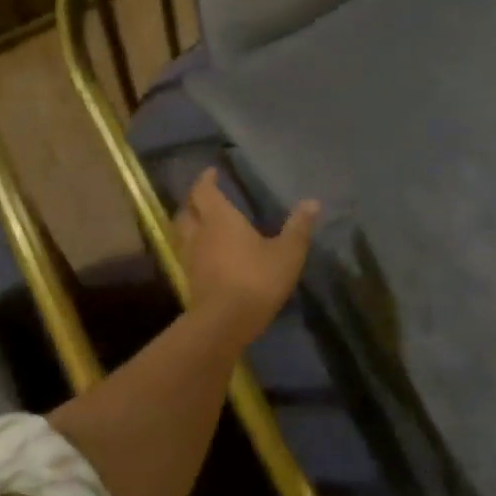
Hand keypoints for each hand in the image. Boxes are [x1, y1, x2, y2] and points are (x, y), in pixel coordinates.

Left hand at [174, 168, 319, 345]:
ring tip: (202, 223)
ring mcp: (190, 258)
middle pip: (186, 210)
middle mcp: (199, 233)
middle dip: (193, 200)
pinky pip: (187, 254)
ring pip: (182, 233)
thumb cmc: (256, 279)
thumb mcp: (287, 253)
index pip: (204, 191)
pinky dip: (194, 247)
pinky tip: (207, 254)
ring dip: (189, 224)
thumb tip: (312, 202)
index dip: (206, 180)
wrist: (225, 322)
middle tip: (204, 196)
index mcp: (219, 218)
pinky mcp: (189, 280)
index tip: (211, 173)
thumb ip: (298, 227)